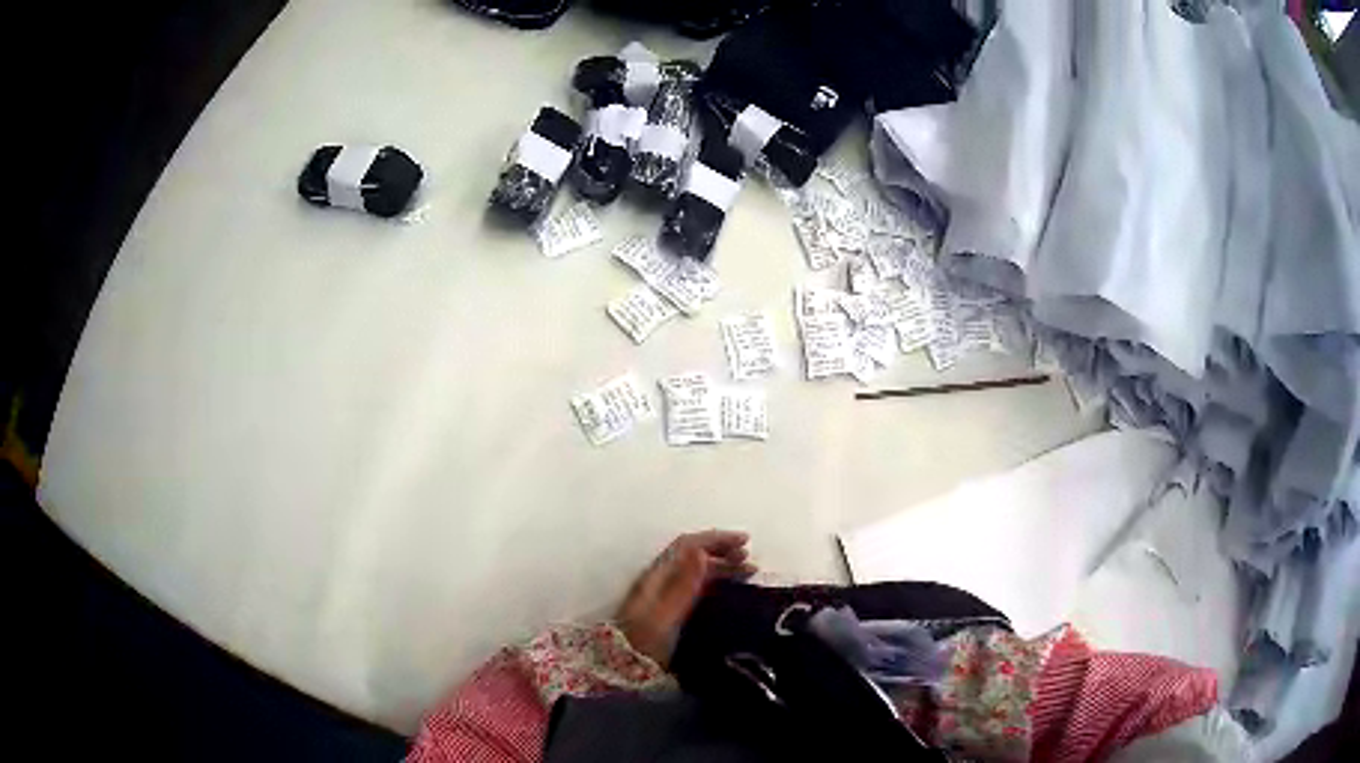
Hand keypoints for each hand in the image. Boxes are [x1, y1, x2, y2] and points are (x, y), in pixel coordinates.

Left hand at [616, 530, 756, 667]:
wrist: (623, 669)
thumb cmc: (644, 642)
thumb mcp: (666, 614)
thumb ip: (683, 584)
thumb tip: (701, 551)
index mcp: (657, 576)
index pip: (688, 546)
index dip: (716, 539)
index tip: (745, 541)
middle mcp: (661, 581)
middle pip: (693, 557)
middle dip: (723, 552)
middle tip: (749, 559)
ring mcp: (665, 596)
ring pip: (697, 572)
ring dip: (723, 567)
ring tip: (748, 572)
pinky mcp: (670, 611)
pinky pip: (698, 588)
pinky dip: (717, 583)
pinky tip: (731, 591)